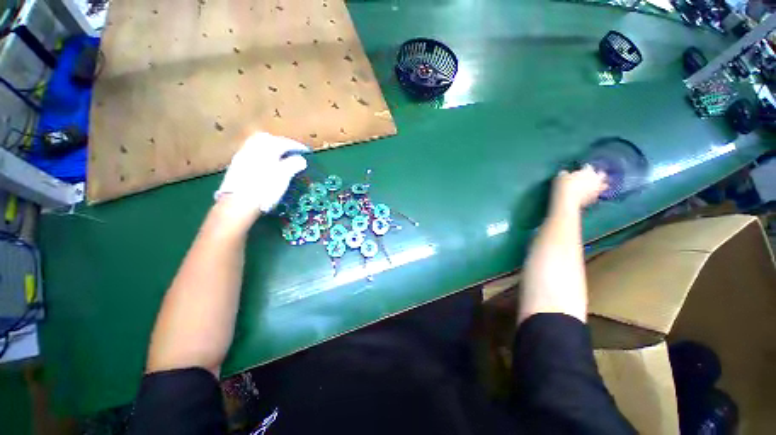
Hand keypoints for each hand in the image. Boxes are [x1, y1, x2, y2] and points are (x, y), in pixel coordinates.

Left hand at [215, 132, 307, 221]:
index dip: (297, 146)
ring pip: (257, 145)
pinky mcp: (237, 166)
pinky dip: (262, 155)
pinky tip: (266, 165)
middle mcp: (253, 148)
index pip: (285, 142)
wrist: (238, 203)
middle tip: (291, 151)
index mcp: (267, 148)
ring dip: (270, 148)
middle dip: (281, 143)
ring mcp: (243, 156)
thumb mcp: (284, 176)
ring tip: (279, 157)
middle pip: (268, 138)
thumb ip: (294, 164)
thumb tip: (301, 159)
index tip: (306, 151)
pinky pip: (252, 153)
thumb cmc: (265, 188)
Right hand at [550, 165, 607, 211]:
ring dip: (600, 185)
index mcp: (588, 171)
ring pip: (604, 186)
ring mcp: (597, 189)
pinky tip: (589, 195)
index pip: (588, 166)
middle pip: (601, 175)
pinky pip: (597, 194)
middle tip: (593, 176)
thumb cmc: (564, 186)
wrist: (567, 201)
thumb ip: (565, 174)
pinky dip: (594, 194)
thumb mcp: (560, 177)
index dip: (583, 167)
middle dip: (598, 174)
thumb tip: (565, 173)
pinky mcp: (595, 199)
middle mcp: (595, 179)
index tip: (580, 168)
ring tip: (595, 186)